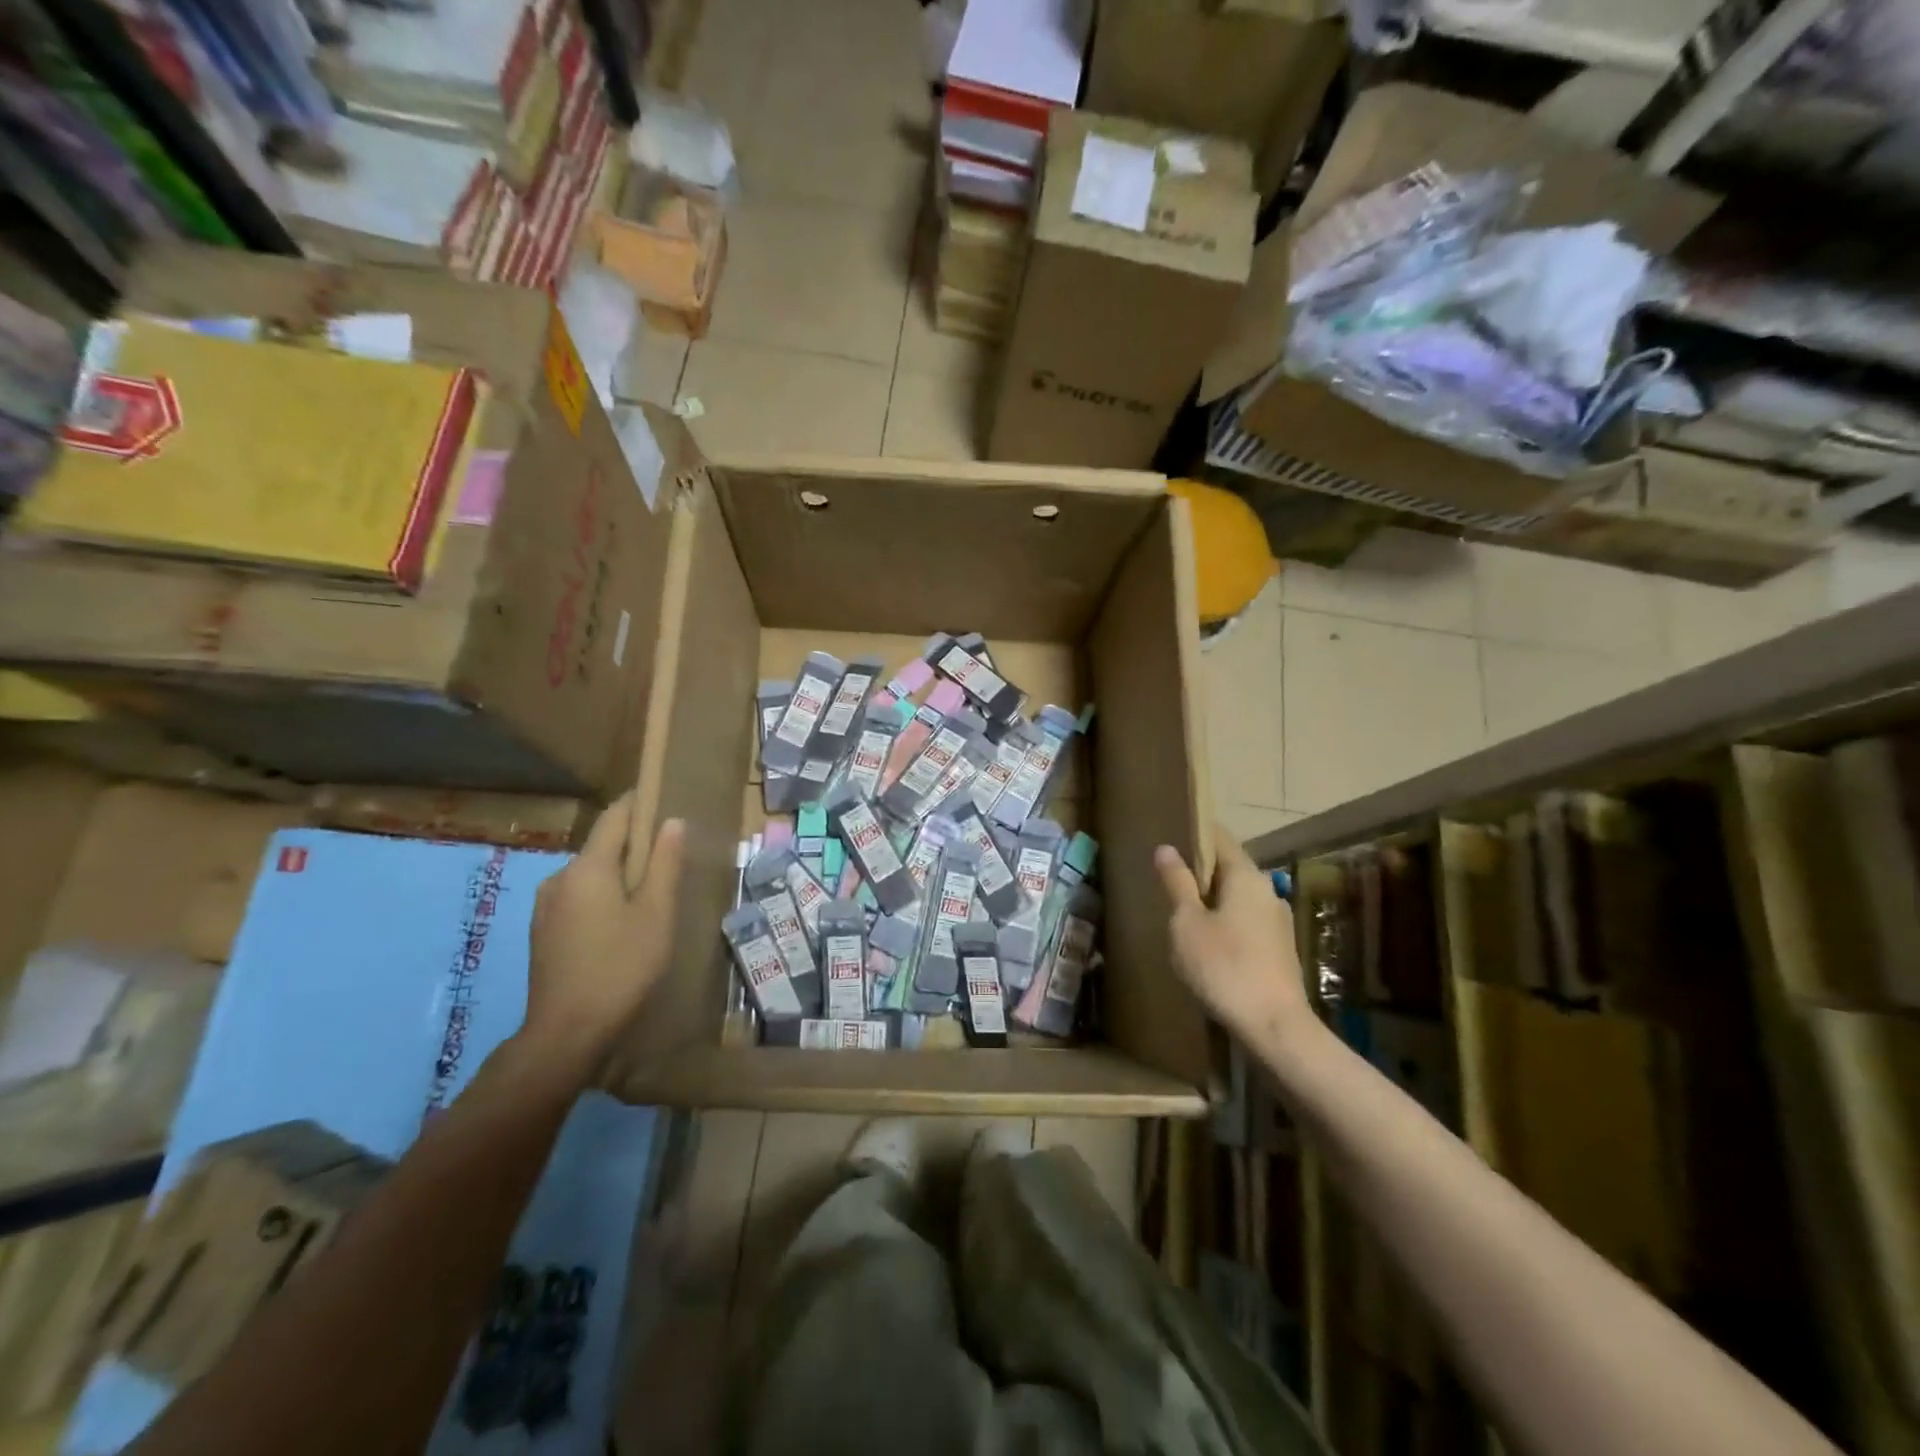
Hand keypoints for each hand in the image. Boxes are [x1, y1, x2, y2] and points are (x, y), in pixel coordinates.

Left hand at [521, 795, 685, 1083]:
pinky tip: (622, 924)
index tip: (663, 797)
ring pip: (590, 875)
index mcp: (588, 868)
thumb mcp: (657, 914)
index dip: (639, 803)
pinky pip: (578, 898)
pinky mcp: (542, 931)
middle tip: (670, 858)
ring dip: (619, 875)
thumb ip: (664, 864)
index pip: (615, 817)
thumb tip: (672, 822)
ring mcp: (546, 906)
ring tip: (650, 896)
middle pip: (602, 847)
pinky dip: (603, 897)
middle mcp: (559, 878)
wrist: (566, 1033)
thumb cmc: (621, 967)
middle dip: (635, 845)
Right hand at [1155, 824, 1312, 1048]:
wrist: (1274, 1027)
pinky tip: (1207, 946)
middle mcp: (1268, 891)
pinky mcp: (1280, 949)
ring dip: (1212, 901)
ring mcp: (1278, 922)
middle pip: (1230, 868)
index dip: (1194, 834)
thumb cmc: (1223, 967)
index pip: (1220, 838)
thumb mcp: (1187, 923)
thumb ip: (1177, 883)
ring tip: (1182, 916)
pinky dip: (1225, 923)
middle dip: (1200, 872)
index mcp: (1246, 876)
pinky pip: (1246, 922)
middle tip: (1167, 881)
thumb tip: (1167, 849)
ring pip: (1238, 898)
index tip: (1169, 838)